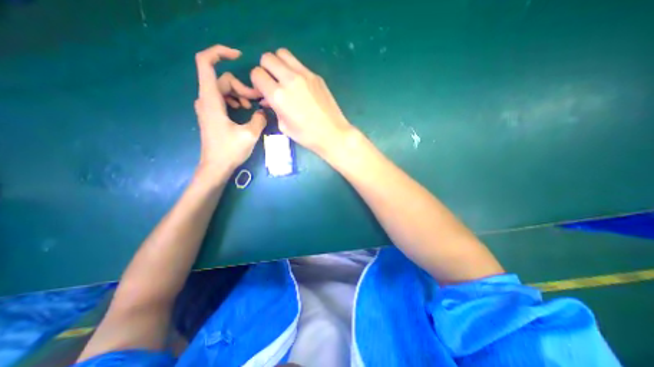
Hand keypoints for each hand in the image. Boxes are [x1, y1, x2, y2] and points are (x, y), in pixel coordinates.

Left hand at [192, 43, 266, 180]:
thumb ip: (259, 118)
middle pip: (223, 79)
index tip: (239, 56)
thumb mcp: (250, 134)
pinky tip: (244, 111)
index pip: (206, 62)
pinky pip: (223, 98)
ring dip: (240, 94)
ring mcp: (208, 107)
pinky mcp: (212, 114)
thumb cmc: (230, 151)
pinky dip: (235, 100)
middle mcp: (206, 99)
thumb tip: (264, 111)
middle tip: (256, 101)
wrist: (216, 167)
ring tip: (251, 107)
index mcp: (211, 100)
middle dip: (242, 87)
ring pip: (224, 89)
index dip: (220, 52)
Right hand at [252, 48, 354, 155]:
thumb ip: (273, 108)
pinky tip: (299, 84)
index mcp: (278, 96)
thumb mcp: (284, 126)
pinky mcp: (316, 76)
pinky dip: (293, 69)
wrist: (333, 133)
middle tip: (272, 83)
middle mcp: (289, 80)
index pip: (256, 73)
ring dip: (278, 63)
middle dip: (265, 69)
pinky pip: (298, 63)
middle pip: (267, 57)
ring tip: (283, 79)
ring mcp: (305, 75)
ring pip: (283, 53)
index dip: (256, 82)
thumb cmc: (307, 136)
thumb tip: (267, 99)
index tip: (262, 91)